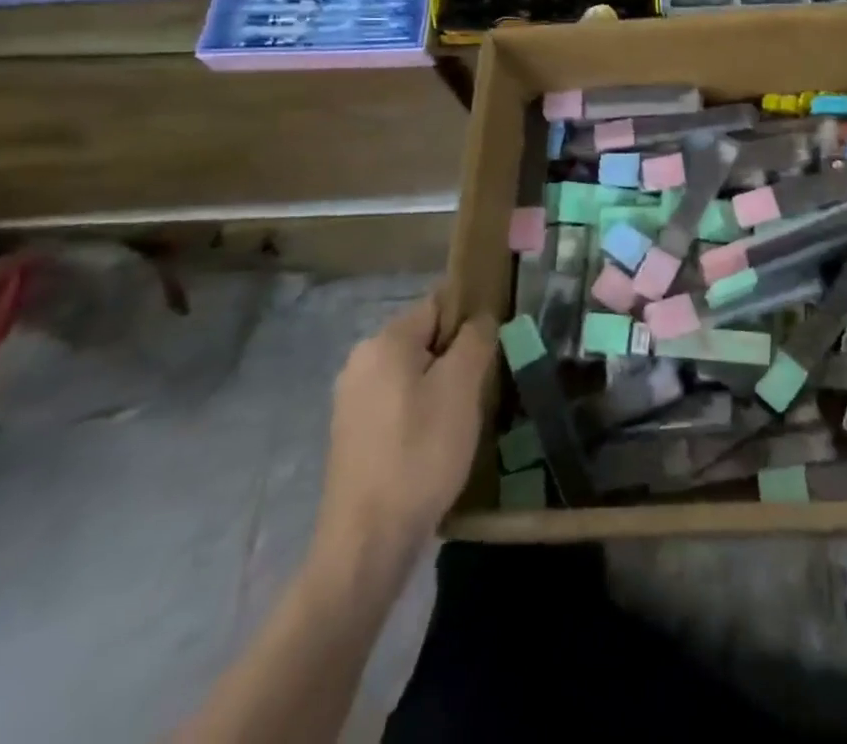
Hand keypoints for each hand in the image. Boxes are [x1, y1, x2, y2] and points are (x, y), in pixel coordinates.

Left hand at [315, 294, 494, 582]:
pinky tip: (437, 441)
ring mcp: (351, 400)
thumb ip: (475, 340)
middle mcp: (360, 362)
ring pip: (412, 372)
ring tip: (465, 416)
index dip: (470, 318)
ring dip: (441, 385)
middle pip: (424, 338)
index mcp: (384, 342)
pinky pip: (397, 402)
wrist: (367, 542)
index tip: (495, 345)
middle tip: (484, 385)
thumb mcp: (461, 388)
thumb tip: (481, 319)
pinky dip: (421, 411)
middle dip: (456, 356)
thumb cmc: (420, 453)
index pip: (438, 304)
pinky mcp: (352, 434)